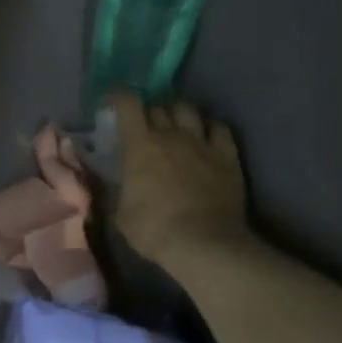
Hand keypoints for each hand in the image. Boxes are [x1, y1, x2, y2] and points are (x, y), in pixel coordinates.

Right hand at [109, 93, 252, 268]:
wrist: (205, 245)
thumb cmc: (154, 230)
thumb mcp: (121, 214)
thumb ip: (117, 192)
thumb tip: (115, 187)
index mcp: (140, 145)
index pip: (128, 104)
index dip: (119, 97)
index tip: (114, 101)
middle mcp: (171, 135)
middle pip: (158, 106)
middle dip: (148, 110)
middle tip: (144, 124)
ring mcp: (202, 143)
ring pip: (188, 110)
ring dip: (177, 113)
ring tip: (175, 124)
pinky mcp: (227, 156)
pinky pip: (219, 128)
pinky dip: (209, 127)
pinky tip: (206, 135)